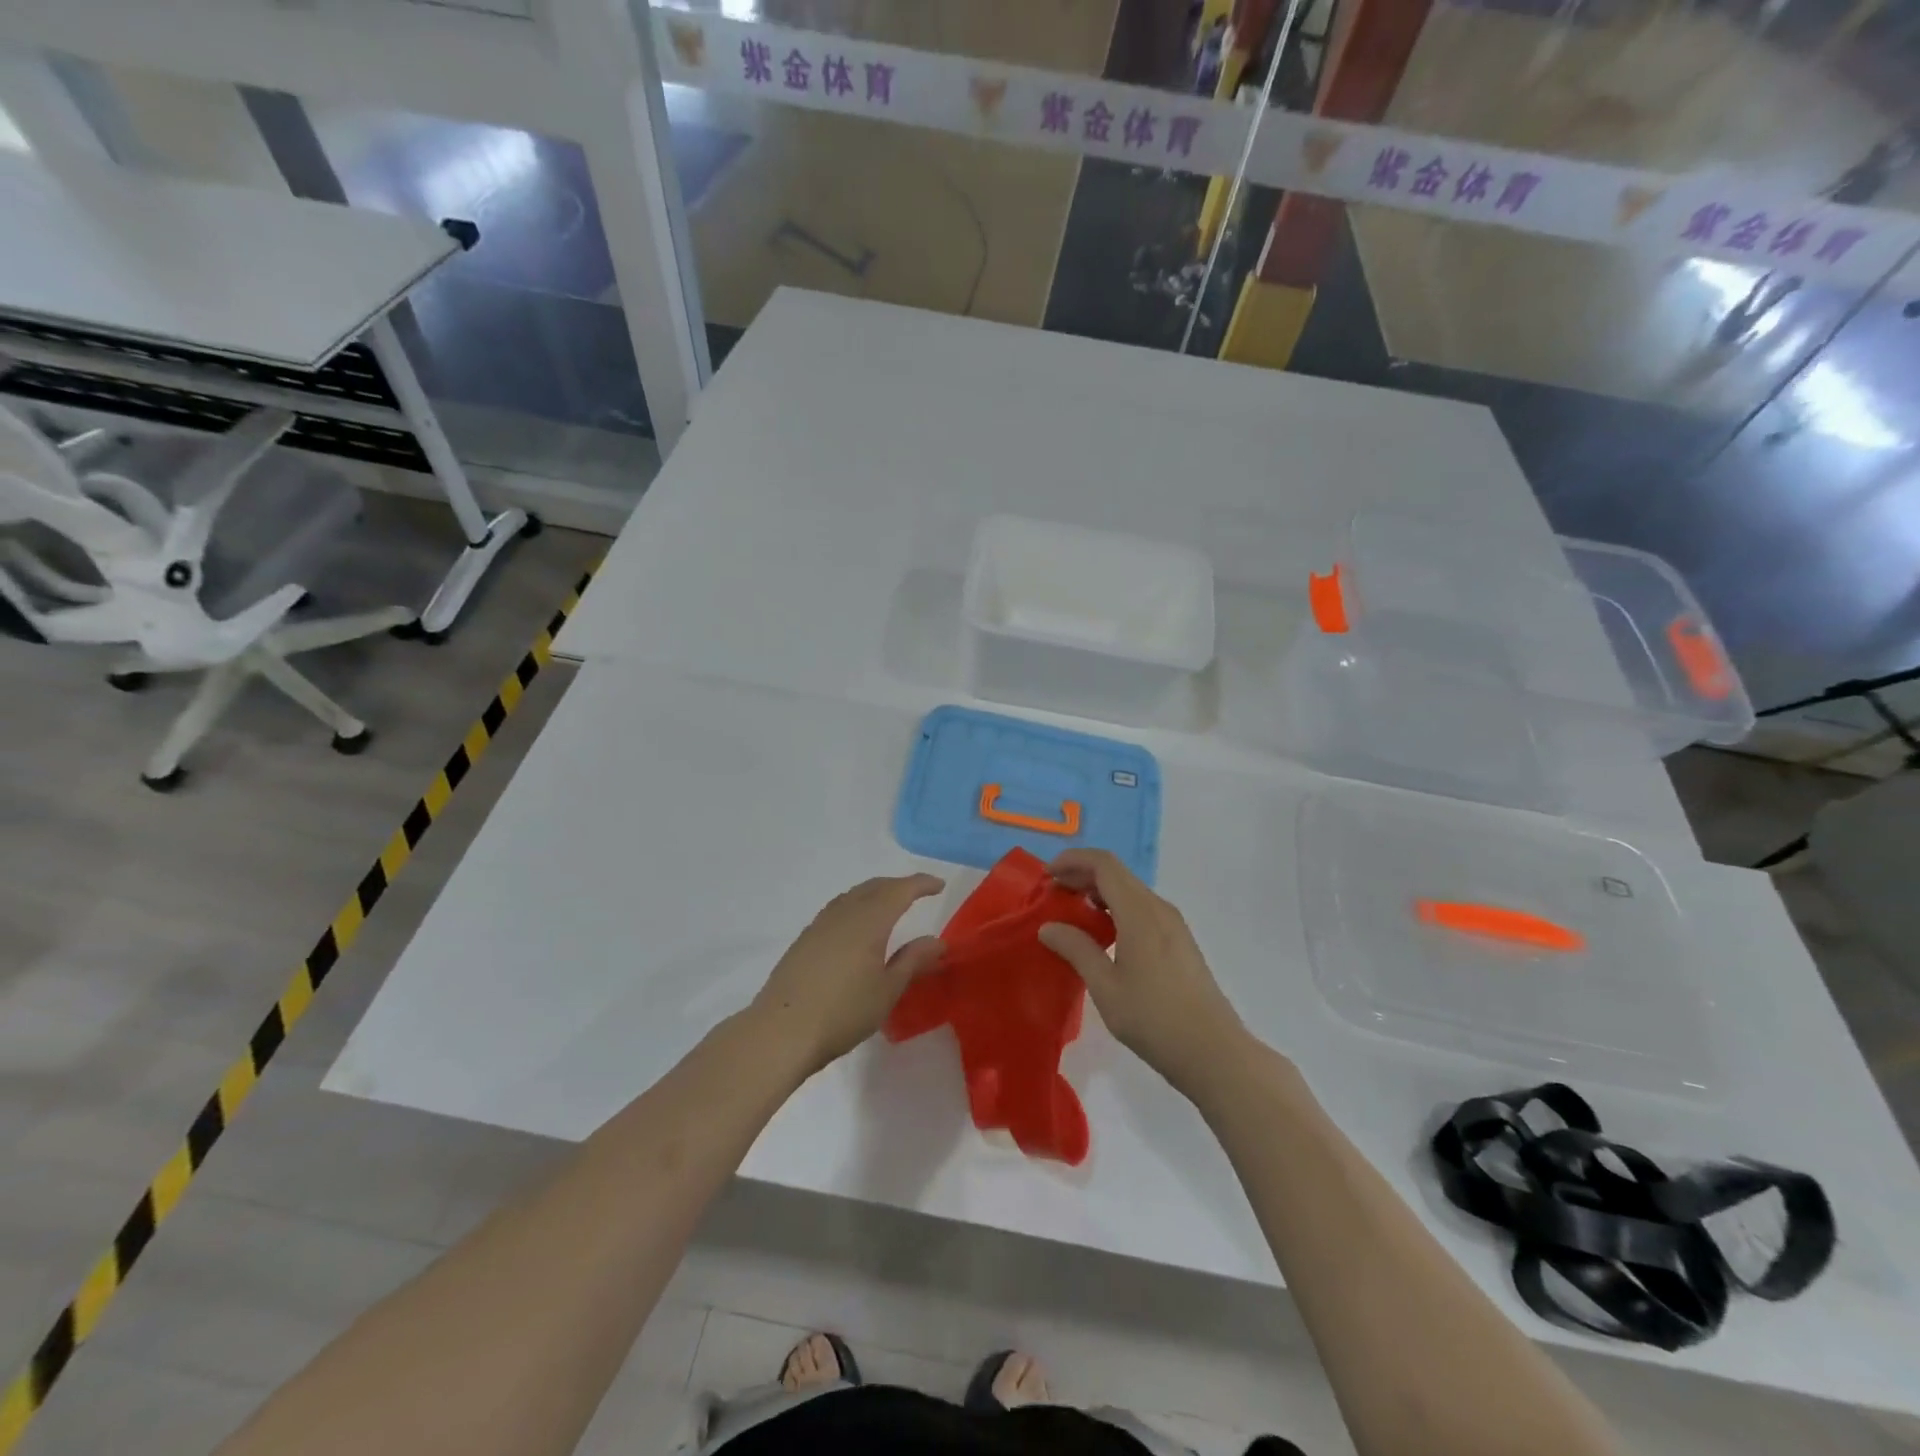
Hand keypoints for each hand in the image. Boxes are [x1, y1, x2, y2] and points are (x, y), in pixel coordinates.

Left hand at [752, 874, 945, 1075]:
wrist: (782, 1030)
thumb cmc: (843, 1012)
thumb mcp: (887, 990)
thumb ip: (913, 960)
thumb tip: (937, 941)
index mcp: (869, 921)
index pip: (900, 890)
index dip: (921, 884)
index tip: (939, 885)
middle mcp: (844, 913)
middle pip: (874, 887)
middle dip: (898, 885)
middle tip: (917, 892)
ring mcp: (820, 925)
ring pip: (853, 895)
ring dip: (875, 893)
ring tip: (889, 906)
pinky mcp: (804, 940)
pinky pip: (838, 909)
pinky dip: (856, 906)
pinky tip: (856, 927)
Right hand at [1039, 850, 1245, 1094]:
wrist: (1214, 1052)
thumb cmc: (1154, 1019)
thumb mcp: (1106, 986)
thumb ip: (1077, 949)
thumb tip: (1048, 926)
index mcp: (1139, 912)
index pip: (1104, 864)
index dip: (1073, 860)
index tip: (1047, 875)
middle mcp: (1158, 908)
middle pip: (1117, 873)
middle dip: (1082, 875)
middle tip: (1052, 893)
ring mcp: (1173, 924)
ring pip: (1130, 891)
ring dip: (1099, 892)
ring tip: (1072, 913)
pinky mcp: (1179, 941)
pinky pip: (1141, 909)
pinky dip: (1115, 908)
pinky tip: (1102, 934)